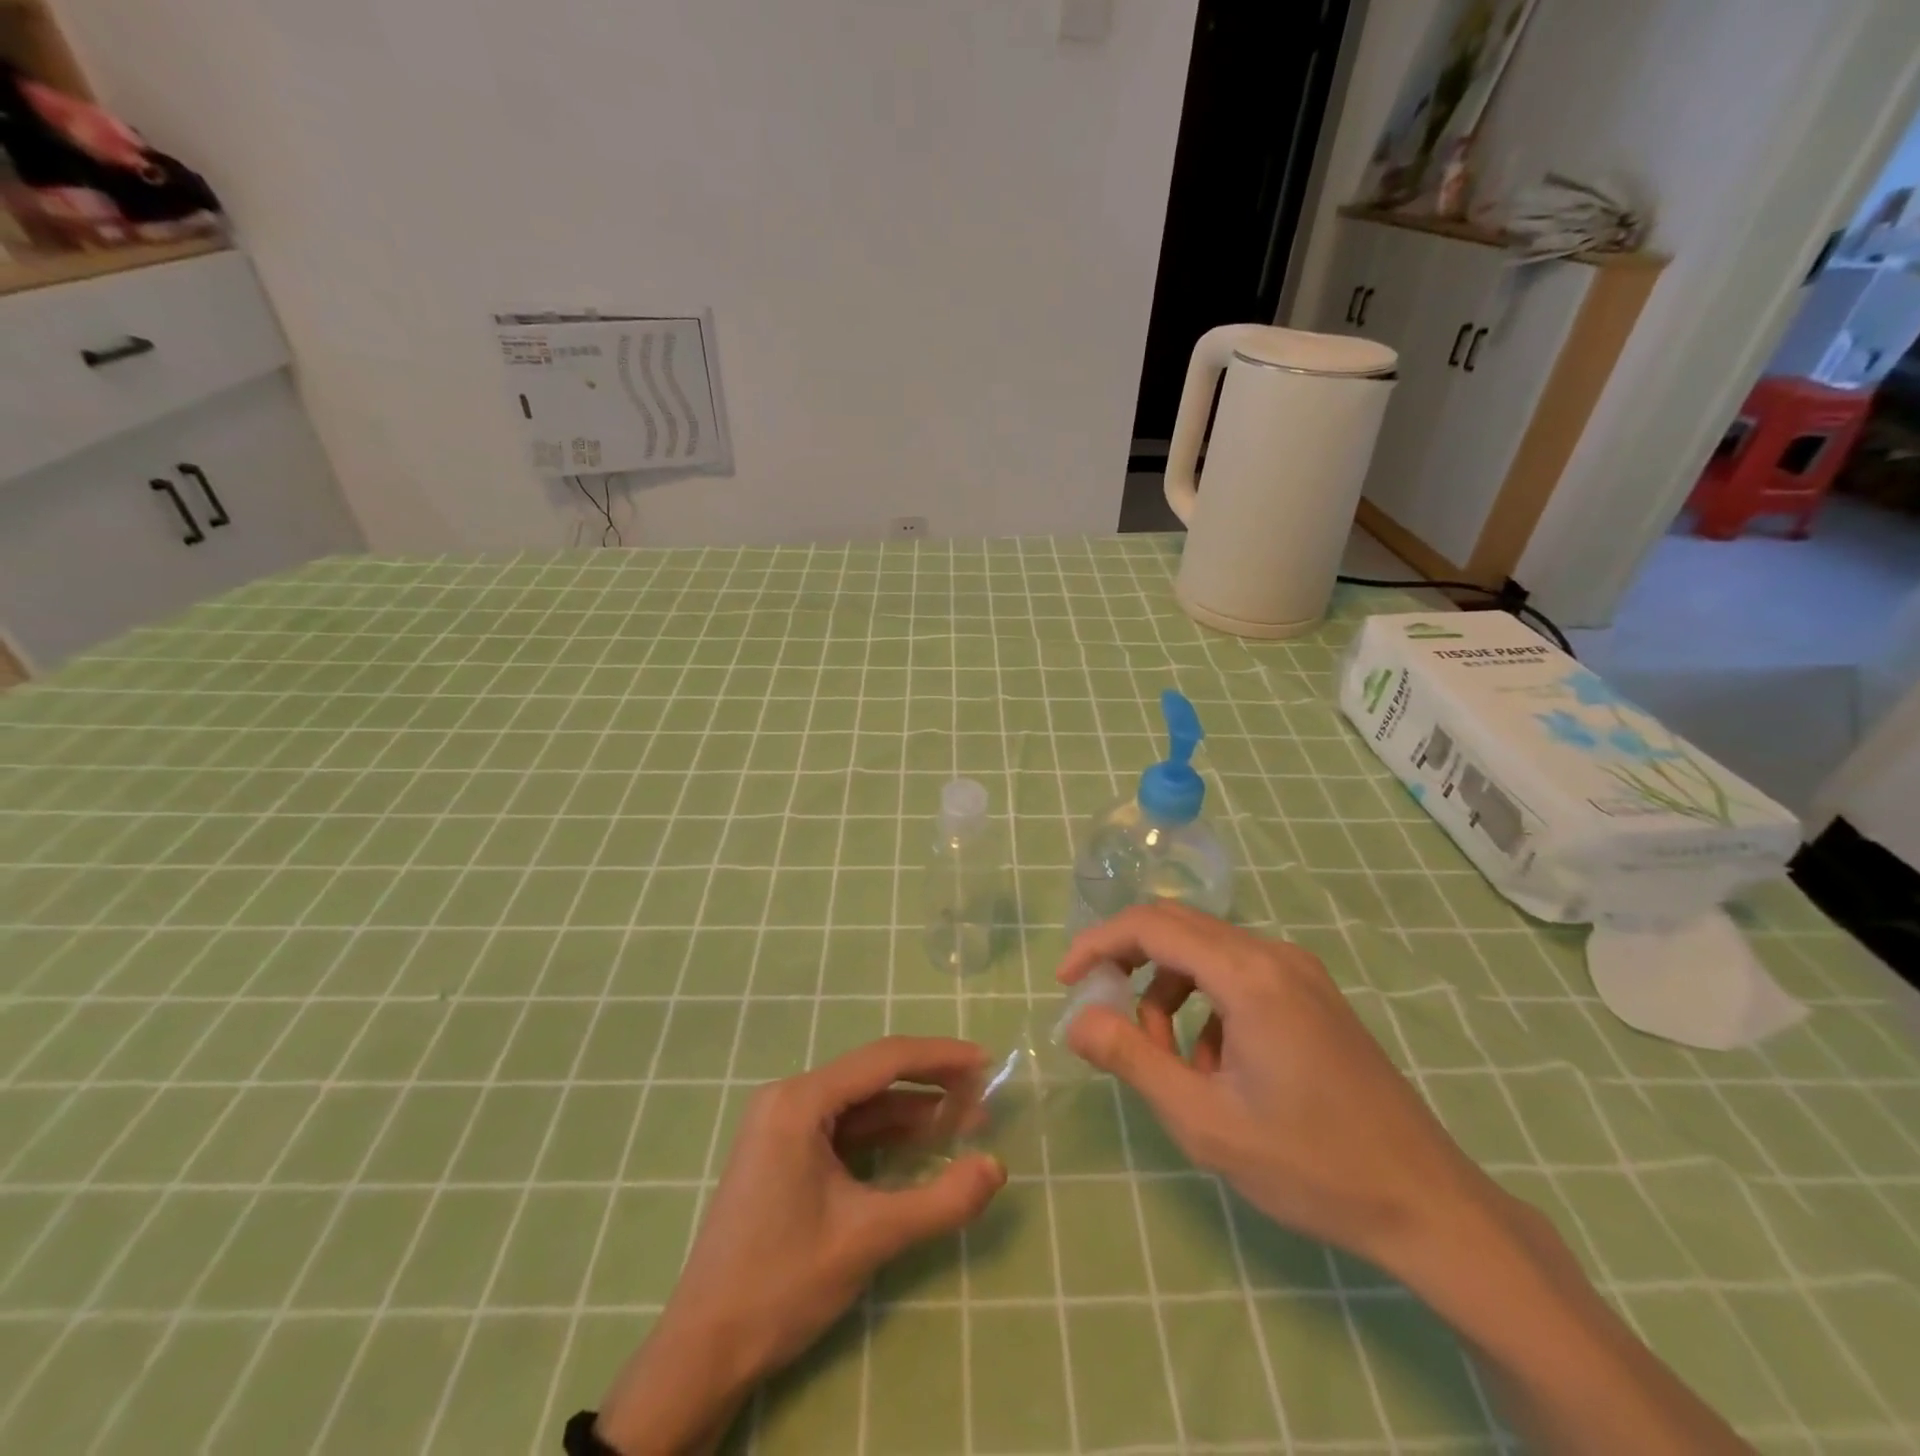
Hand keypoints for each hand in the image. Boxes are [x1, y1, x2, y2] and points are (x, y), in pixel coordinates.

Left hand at [594, 1037, 1006, 1454]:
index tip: (986, 1061)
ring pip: (861, 1103)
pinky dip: (885, 1133)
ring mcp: (783, 1125)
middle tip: (982, 1094)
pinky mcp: (784, 1151)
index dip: (940, 1057)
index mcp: (800, 1101)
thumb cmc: (782, 1283)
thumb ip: (940, 1201)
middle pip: (873, 1075)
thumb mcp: (869, 1238)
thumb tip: (997, 1167)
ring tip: (964, 1121)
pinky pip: (845, 1128)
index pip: (883, 1060)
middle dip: (930, 1083)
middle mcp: (789, 1098)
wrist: (703, 1350)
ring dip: (912, 1110)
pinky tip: (921, 1143)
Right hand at [1058, 904, 1508, 1275]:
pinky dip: (1205, 1005)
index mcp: (1247, 974)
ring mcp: (1299, 972)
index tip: (1067, 982)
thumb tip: (1076, 1020)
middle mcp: (1273, 954)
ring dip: (1168, 993)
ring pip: (1206, 954)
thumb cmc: (1309, 1164)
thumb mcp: (1204, 1120)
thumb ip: (1132, 1059)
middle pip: (1177, 928)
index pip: (1151, 925)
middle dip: (1130, 965)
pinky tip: (1216, 1066)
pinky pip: (1237, 976)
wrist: (1428, 1204)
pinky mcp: (1312, 994)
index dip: (1098, 944)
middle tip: (1103, 1014)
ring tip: (1168, 1061)